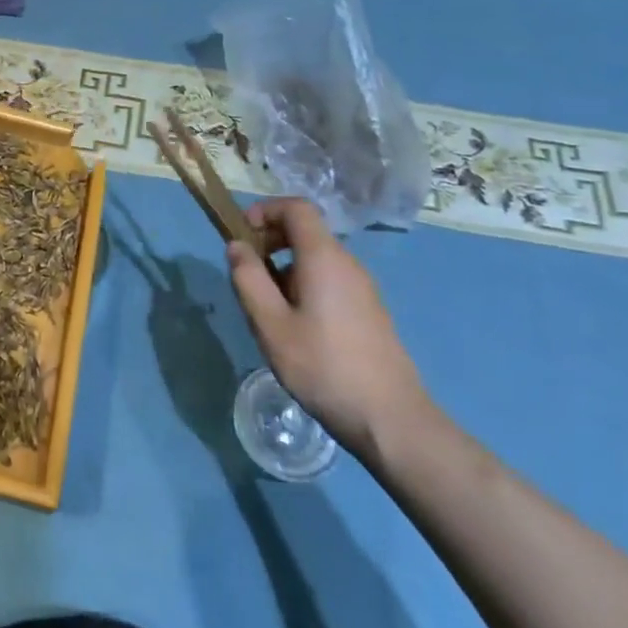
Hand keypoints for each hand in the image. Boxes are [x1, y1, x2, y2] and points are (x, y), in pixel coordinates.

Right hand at [225, 199, 427, 458]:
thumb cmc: (323, 366)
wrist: (390, 419)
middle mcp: (347, 264)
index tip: (242, 234)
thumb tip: (236, 245)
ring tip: (267, 310)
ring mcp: (362, 288)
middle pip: (306, 232)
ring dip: (285, 269)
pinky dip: (304, 286)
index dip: (265, 210)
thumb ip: (248, 279)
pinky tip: (296, 329)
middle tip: (248, 276)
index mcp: (324, 257)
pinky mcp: (369, 311)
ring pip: (316, 260)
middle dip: (271, 242)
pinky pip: (330, 281)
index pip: (297, 208)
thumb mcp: (270, 324)